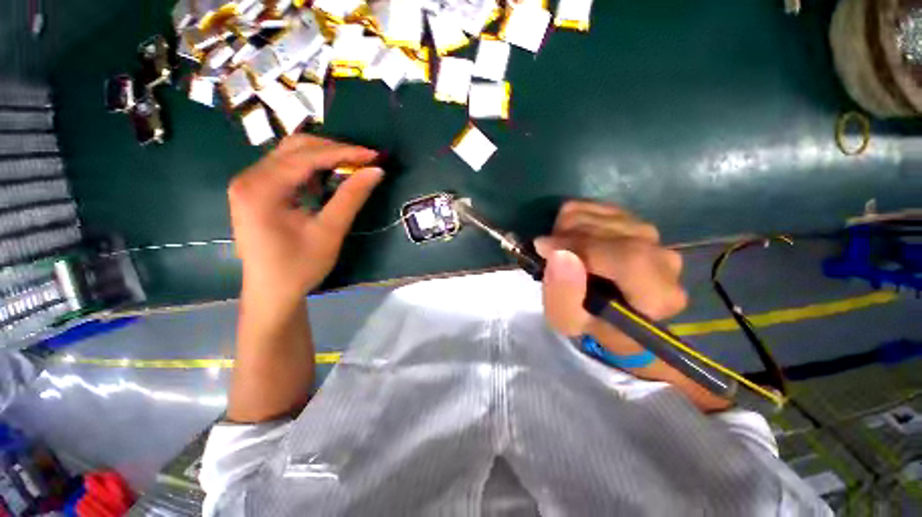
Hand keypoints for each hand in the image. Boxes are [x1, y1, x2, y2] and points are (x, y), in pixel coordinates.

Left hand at [228, 135, 381, 308]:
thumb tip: (376, 171)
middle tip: (365, 161)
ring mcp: (250, 183)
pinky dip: (312, 168)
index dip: (345, 152)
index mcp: (261, 188)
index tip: (375, 156)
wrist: (272, 293)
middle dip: (334, 150)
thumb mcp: (330, 232)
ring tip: (352, 167)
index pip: (307, 156)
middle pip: (296, 148)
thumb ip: (352, 197)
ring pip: (291, 154)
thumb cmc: (300, 267)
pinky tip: (329, 178)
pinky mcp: (257, 191)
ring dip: (324, 157)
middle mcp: (250, 177)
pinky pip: (287, 168)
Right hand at [535, 201, 685, 353]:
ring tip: (558, 249)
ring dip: (567, 228)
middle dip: (567, 237)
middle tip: (546, 252)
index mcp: (658, 297)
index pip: (629, 258)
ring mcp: (652, 237)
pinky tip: (568, 238)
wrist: (604, 310)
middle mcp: (665, 261)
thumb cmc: (587, 322)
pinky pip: (598, 206)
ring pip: (603, 215)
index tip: (542, 247)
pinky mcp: (634, 221)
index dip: (581, 246)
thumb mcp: (566, 320)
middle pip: (613, 231)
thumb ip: (563, 294)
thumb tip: (559, 253)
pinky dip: (573, 218)